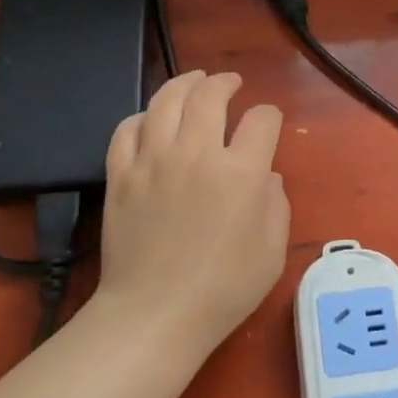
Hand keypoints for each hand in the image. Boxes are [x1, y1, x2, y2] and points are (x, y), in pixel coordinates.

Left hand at [98, 70, 289, 359]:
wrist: (154, 316)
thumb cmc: (223, 289)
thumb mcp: (272, 252)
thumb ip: (276, 204)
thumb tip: (266, 177)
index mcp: (241, 171)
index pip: (262, 120)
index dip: (269, 116)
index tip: (268, 124)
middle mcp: (197, 153)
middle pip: (210, 95)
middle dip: (225, 83)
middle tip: (230, 84)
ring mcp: (153, 160)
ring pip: (166, 100)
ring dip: (185, 84)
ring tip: (193, 81)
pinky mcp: (121, 174)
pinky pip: (127, 129)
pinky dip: (142, 116)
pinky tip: (151, 120)